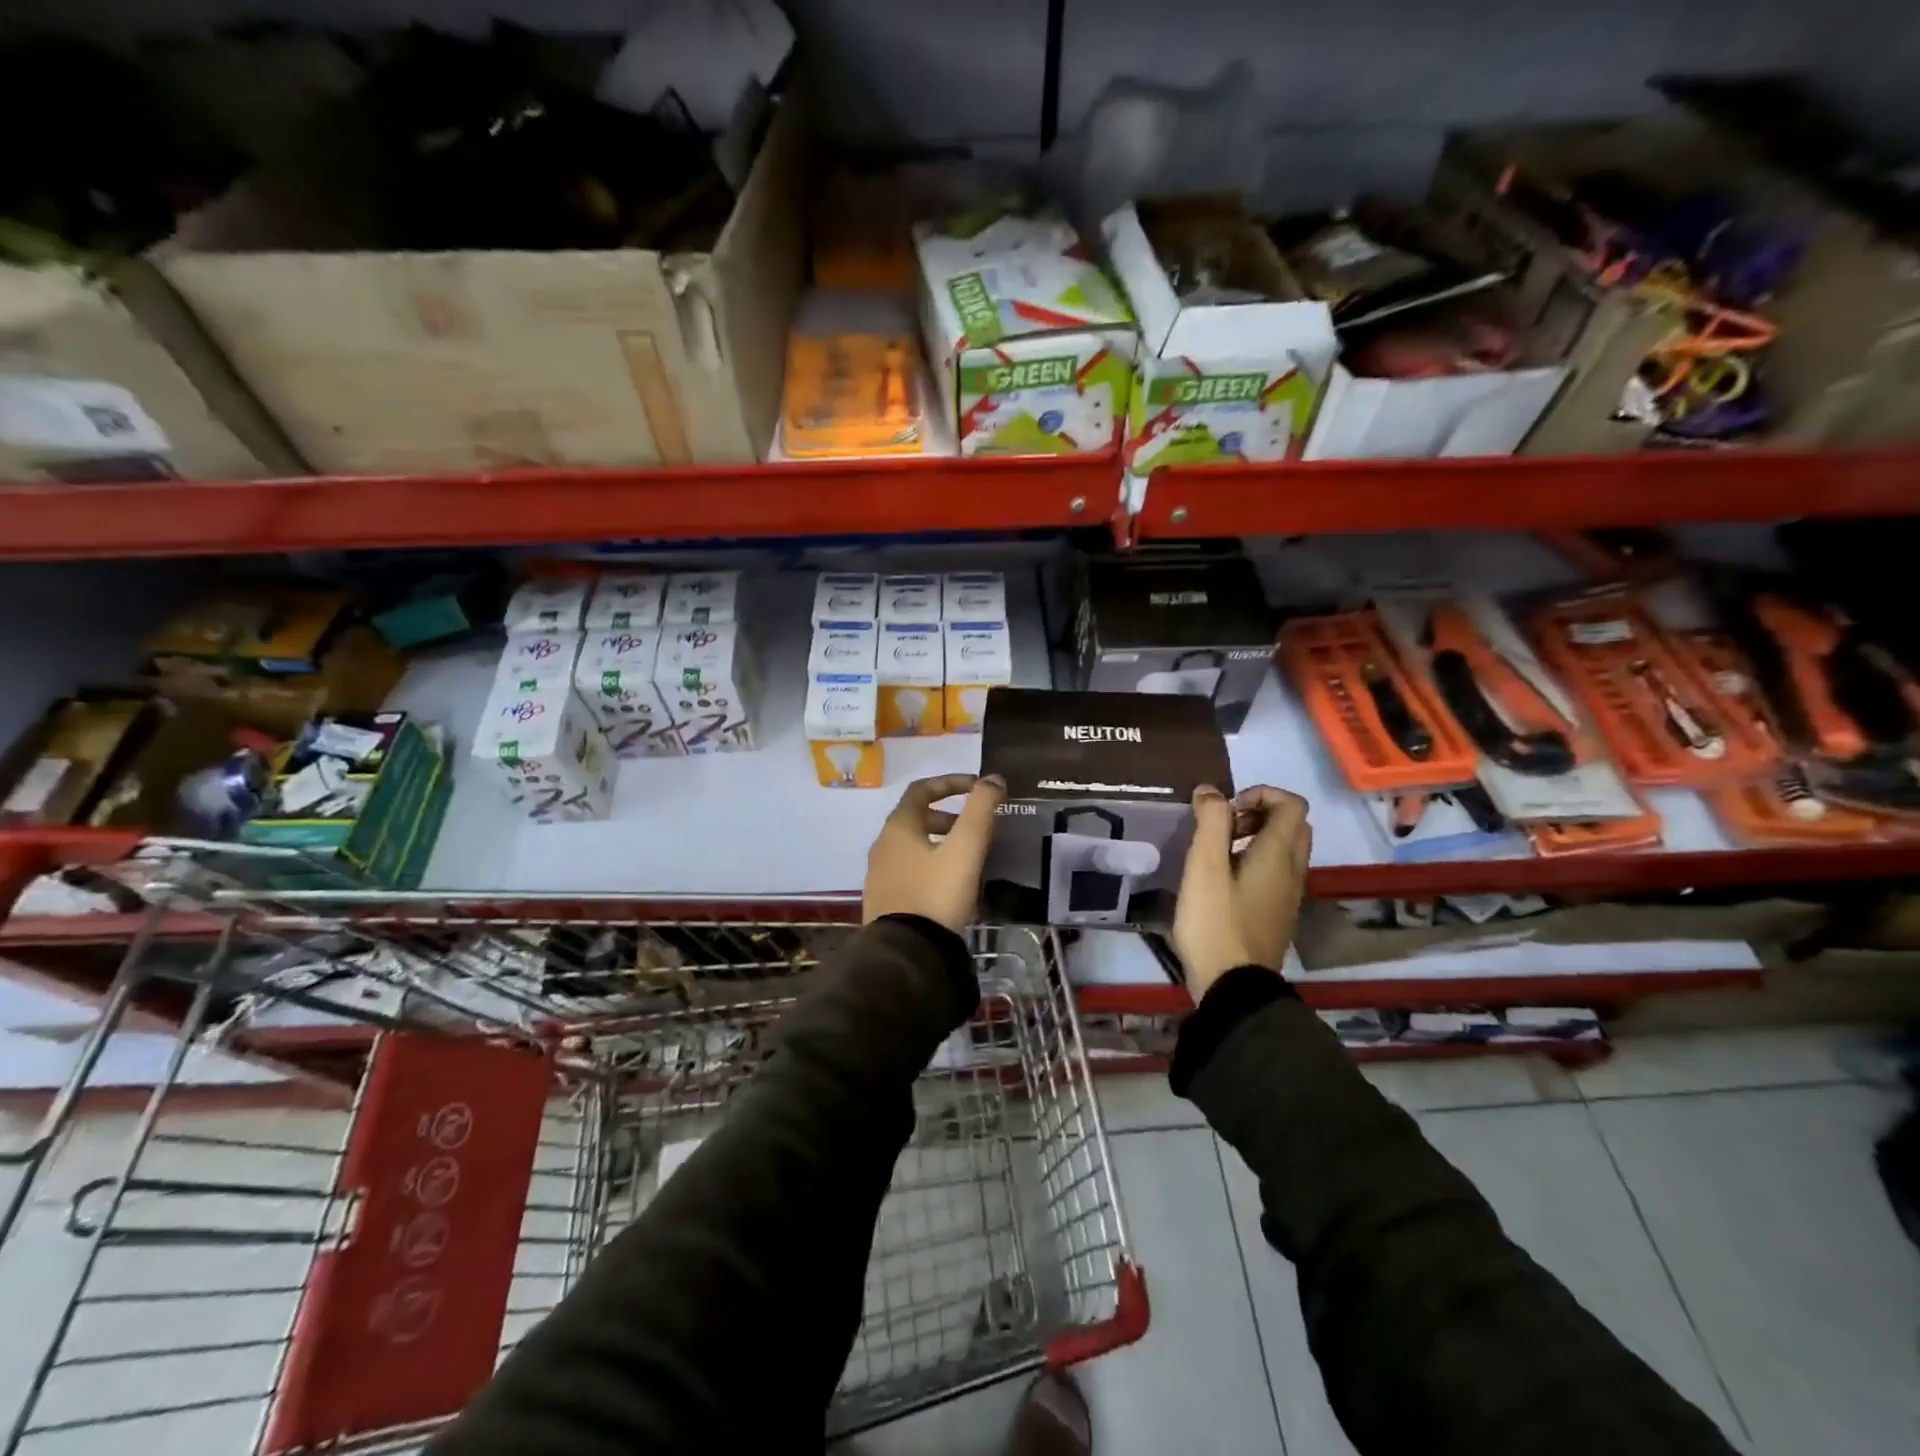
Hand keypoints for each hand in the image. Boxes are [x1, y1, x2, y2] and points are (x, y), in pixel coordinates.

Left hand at [863, 774, 1004, 931]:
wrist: (906, 952)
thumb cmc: (936, 893)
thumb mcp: (965, 849)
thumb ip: (980, 810)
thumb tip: (993, 779)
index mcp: (898, 827)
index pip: (921, 790)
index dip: (950, 783)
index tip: (978, 788)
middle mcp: (882, 846)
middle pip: (915, 818)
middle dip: (947, 817)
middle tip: (974, 827)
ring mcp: (879, 875)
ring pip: (912, 846)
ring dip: (939, 843)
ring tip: (967, 857)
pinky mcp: (883, 901)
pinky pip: (908, 871)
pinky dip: (930, 865)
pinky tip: (950, 886)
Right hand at [1172, 785, 1310, 999]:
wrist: (1233, 987)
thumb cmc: (1216, 922)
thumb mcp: (1204, 867)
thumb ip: (1210, 822)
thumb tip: (1211, 791)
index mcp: (1279, 854)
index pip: (1292, 804)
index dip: (1260, 794)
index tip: (1226, 810)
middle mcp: (1293, 871)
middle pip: (1293, 825)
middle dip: (1259, 814)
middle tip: (1224, 828)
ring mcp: (1289, 895)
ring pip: (1286, 850)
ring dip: (1257, 838)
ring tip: (1218, 854)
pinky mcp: (1279, 914)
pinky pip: (1277, 873)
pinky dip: (1256, 862)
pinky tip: (1224, 882)